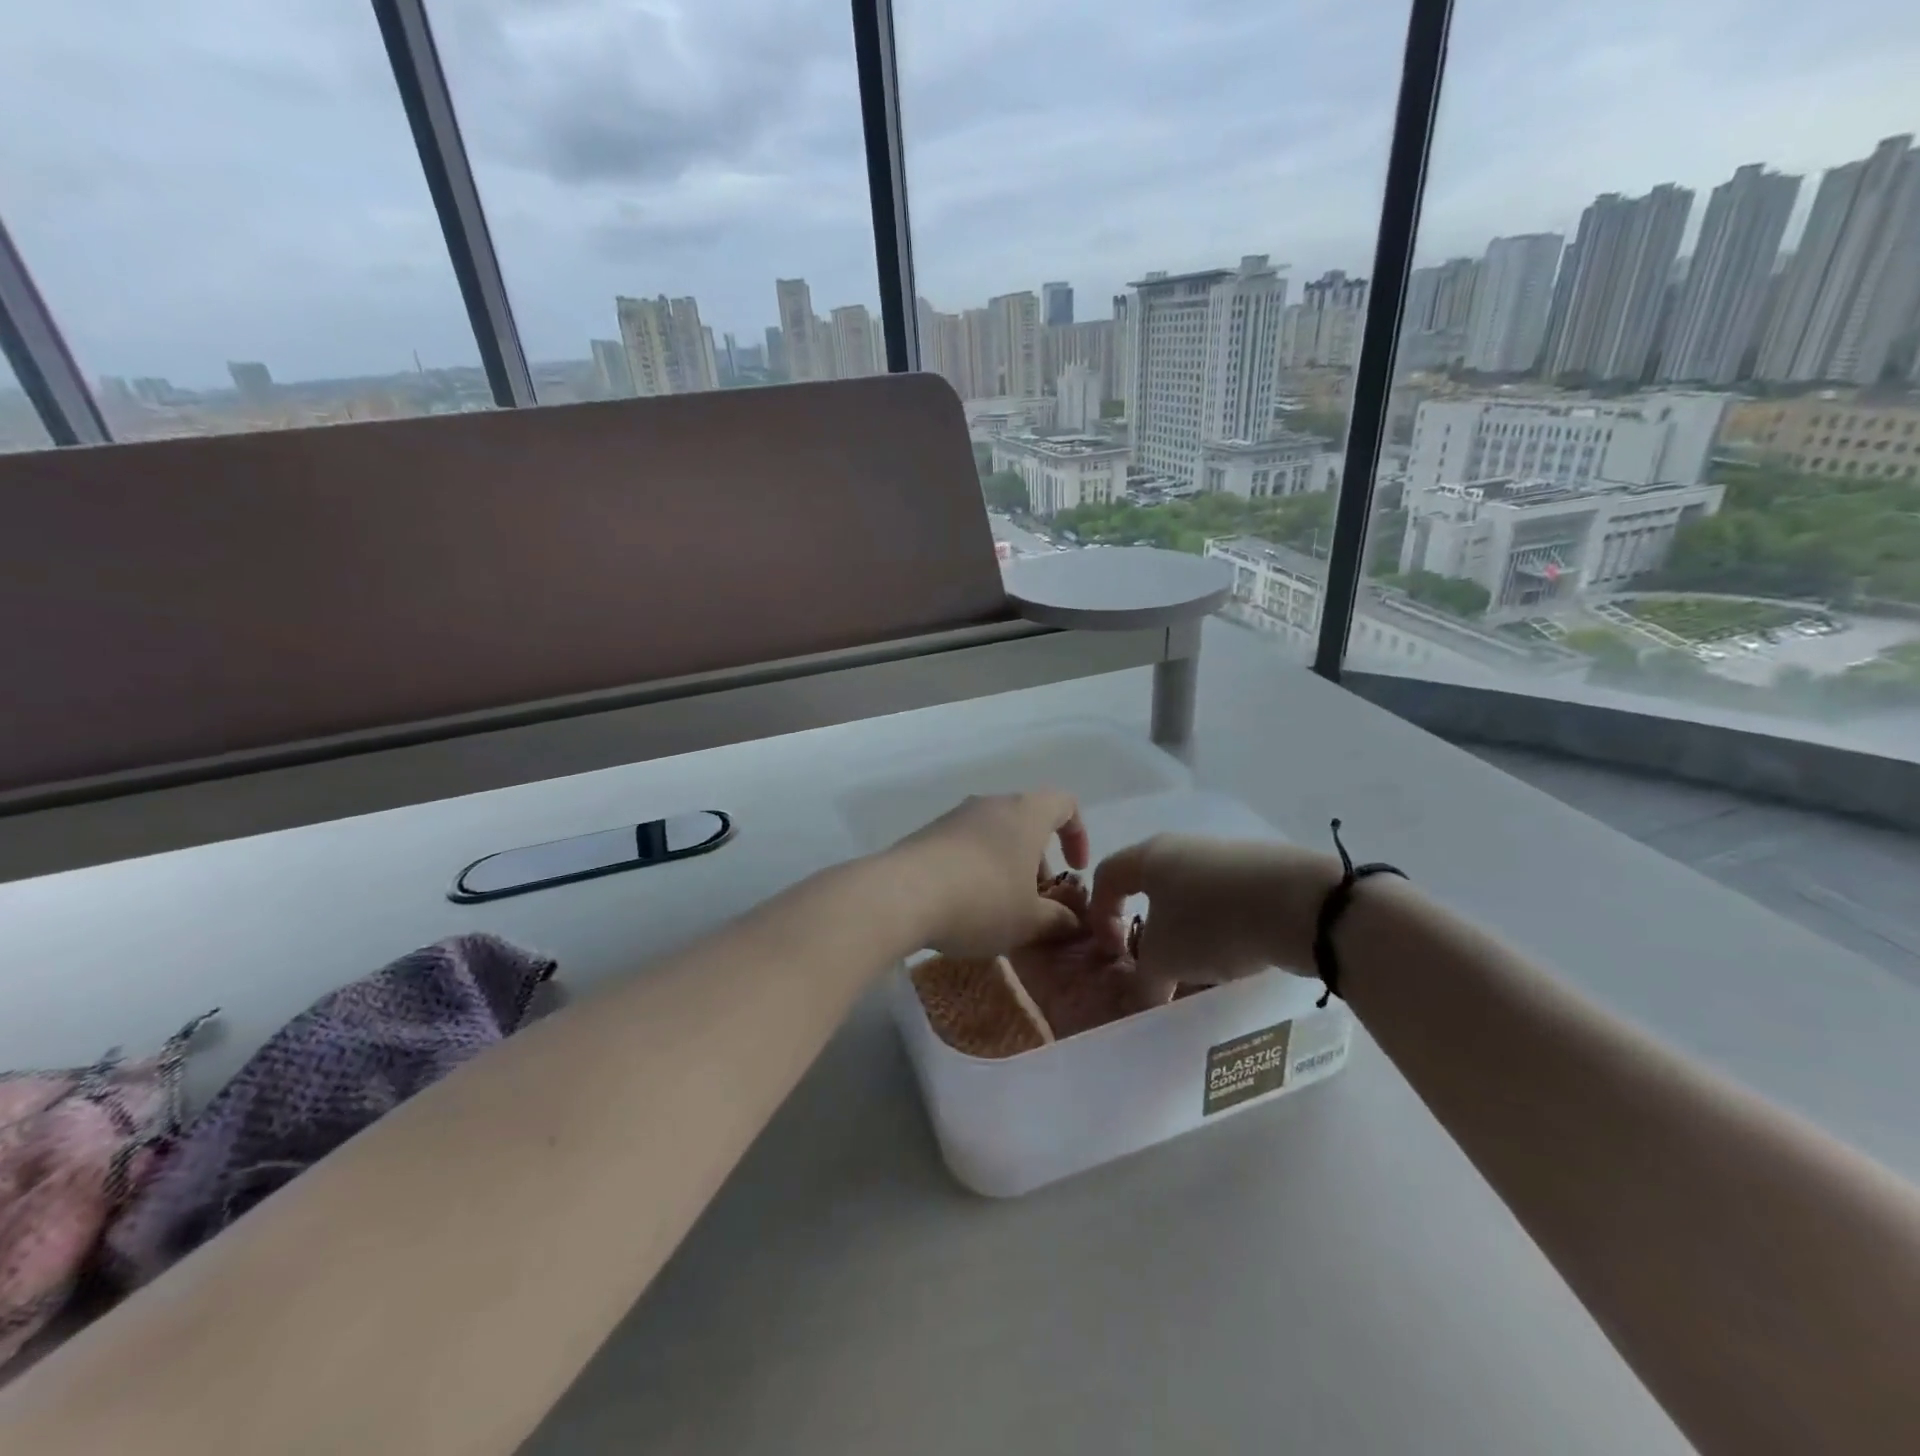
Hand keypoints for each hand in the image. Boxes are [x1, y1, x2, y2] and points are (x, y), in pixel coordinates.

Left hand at [883, 792, 1089, 957]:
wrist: (901, 894)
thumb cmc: (981, 900)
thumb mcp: (1029, 921)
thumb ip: (1058, 920)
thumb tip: (1073, 922)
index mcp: (1026, 813)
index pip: (1065, 804)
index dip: (1078, 835)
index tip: (1075, 870)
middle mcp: (992, 804)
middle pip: (1027, 822)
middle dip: (1039, 860)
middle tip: (1037, 901)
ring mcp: (956, 816)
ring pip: (995, 834)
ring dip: (1007, 866)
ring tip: (1001, 909)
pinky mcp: (928, 833)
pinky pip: (965, 845)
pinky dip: (976, 868)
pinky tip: (966, 905)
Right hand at [1087, 834, 1344, 984]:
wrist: (1301, 904)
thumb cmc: (1211, 923)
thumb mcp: (1166, 960)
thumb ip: (1145, 980)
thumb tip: (1145, 995)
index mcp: (1149, 856)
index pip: (1107, 877)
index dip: (1101, 916)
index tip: (1114, 953)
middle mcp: (1182, 848)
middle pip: (1151, 888)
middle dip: (1149, 930)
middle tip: (1157, 964)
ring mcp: (1225, 857)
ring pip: (1191, 898)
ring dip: (1187, 934)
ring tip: (1201, 972)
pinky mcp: (1261, 871)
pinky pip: (1226, 902)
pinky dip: (1221, 930)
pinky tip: (1237, 959)